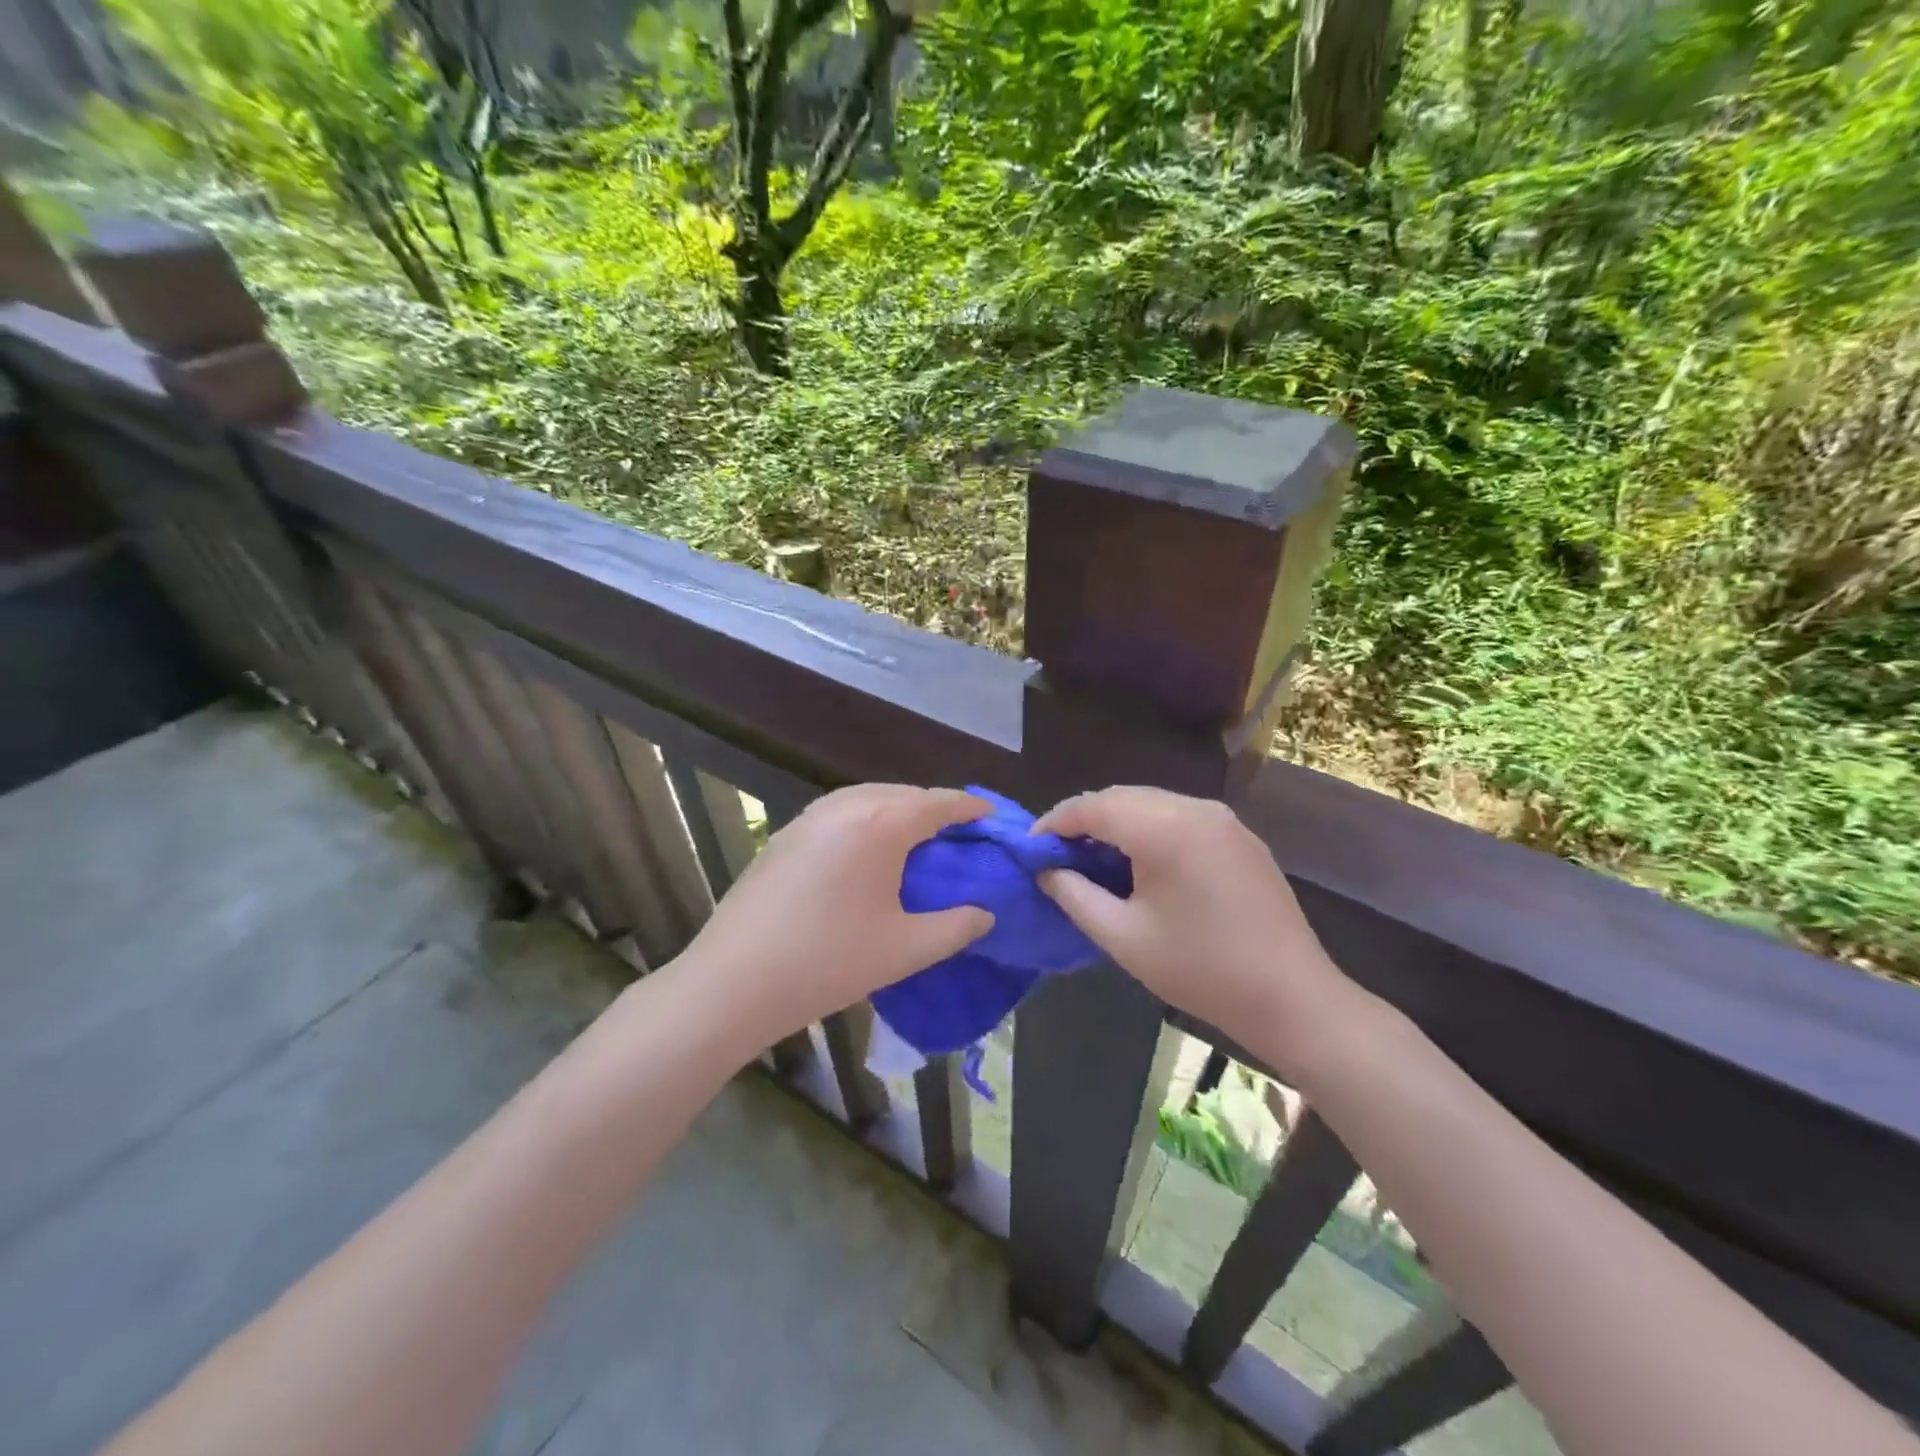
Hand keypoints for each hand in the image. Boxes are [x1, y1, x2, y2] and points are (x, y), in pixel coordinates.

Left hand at [676, 784, 994, 1049]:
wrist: (733, 982)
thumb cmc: (828, 963)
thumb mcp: (905, 950)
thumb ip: (955, 928)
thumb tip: (985, 914)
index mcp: (880, 825)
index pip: (936, 803)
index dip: (969, 807)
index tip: (992, 814)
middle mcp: (844, 807)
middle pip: (902, 793)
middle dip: (933, 807)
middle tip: (957, 833)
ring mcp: (807, 818)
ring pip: (866, 797)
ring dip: (897, 809)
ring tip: (915, 838)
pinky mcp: (783, 835)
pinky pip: (838, 812)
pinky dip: (864, 818)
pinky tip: (865, 850)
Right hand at [1035, 786, 1349, 1068]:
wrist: (1291, 997)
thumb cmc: (1200, 970)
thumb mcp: (1123, 937)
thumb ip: (1075, 896)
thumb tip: (1047, 871)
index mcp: (1164, 829)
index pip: (1093, 807)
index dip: (1056, 822)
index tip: (1031, 847)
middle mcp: (1195, 808)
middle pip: (1122, 797)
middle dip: (1084, 819)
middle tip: (1058, 853)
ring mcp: (1222, 819)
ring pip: (1151, 802)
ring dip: (1116, 821)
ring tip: (1093, 857)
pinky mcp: (1239, 835)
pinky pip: (1180, 815)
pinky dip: (1149, 827)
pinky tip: (1140, 860)